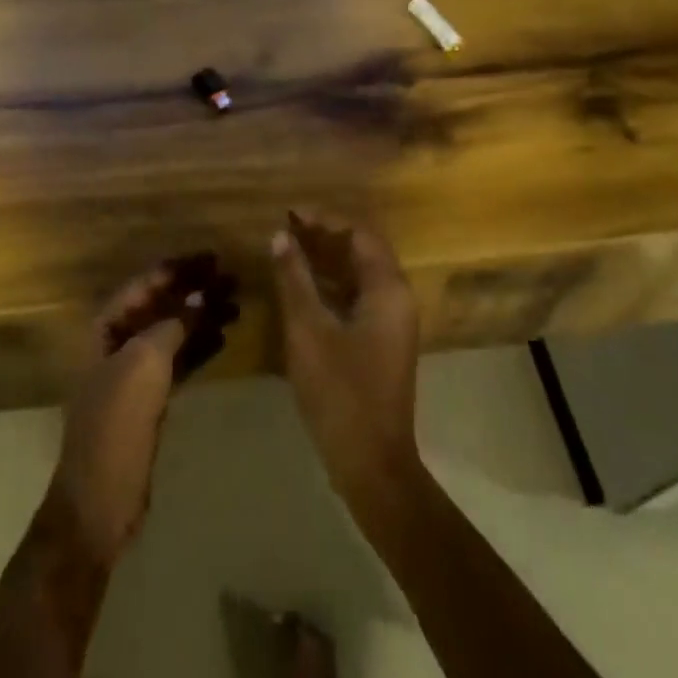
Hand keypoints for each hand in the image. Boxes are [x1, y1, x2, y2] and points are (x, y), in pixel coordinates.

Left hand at [44, 260, 234, 564]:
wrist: (100, 500)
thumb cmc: (116, 423)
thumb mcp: (143, 365)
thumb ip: (172, 325)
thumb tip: (199, 297)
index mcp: (106, 327)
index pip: (145, 284)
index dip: (178, 268)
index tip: (213, 257)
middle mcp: (118, 343)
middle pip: (161, 305)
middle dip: (194, 290)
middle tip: (232, 279)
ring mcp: (133, 372)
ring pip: (172, 331)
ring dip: (202, 316)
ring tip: (237, 304)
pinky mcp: (149, 399)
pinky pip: (178, 360)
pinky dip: (199, 346)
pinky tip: (225, 338)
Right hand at [270, 211, 422, 513]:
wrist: (372, 464)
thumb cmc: (340, 392)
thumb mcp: (308, 331)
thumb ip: (294, 279)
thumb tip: (280, 236)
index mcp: (388, 290)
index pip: (360, 234)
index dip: (325, 219)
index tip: (290, 213)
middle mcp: (397, 299)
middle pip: (363, 251)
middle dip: (325, 236)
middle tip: (286, 229)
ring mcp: (391, 322)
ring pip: (360, 275)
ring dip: (327, 259)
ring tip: (289, 250)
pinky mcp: (381, 342)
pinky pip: (358, 297)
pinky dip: (332, 285)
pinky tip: (302, 287)